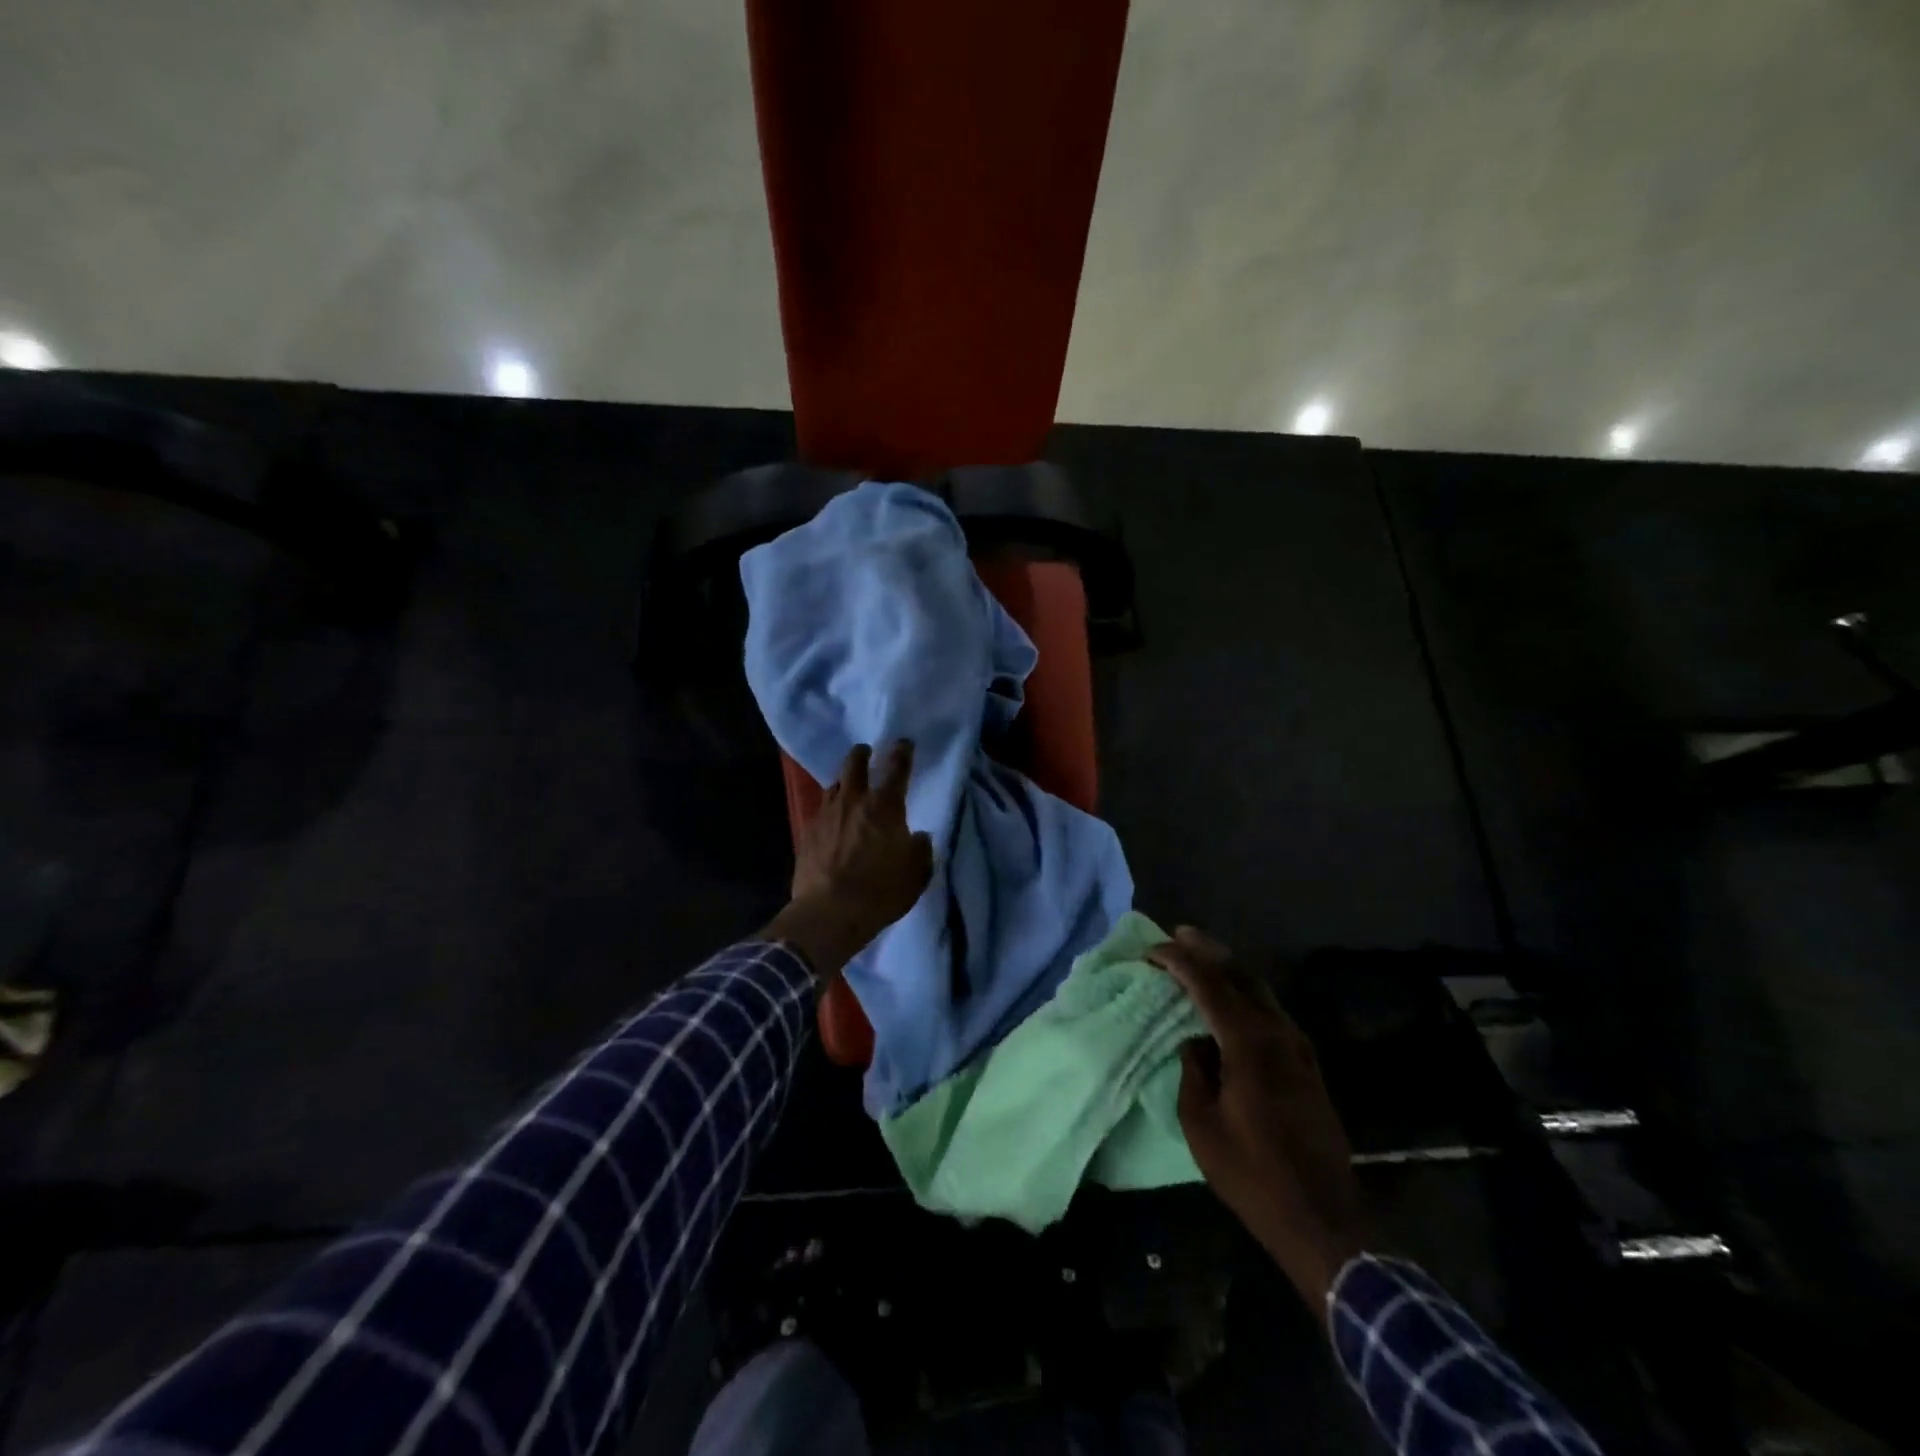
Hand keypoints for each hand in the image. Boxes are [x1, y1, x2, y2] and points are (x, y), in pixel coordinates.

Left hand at [762, 742, 933, 980]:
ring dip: (844, 782)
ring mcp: (826, 814)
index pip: (897, 768)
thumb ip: (920, 850)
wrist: (829, 913)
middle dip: (862, 754)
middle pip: (855, 763)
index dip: (902, 752)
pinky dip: (829, 810)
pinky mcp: (806, 832)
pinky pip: (820, 811)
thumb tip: (917, 837)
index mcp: (885, 806)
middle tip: (866, 753)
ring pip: (834, 785)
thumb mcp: (916, 874)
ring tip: (848, 788)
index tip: (904, 743)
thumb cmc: (880, 892)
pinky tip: (831, 821)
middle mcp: (854, 801)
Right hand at [1149, 926, 1368, 1318]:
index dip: (1178, 961)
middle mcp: (1278, 1033)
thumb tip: (1193, 1041)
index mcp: (1249, 1043)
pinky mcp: (1307, 1063)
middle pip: (1240, 975)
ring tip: (1198, 956)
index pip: (1209, 984)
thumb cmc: (1252, 1174)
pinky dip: (1244, 993)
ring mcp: (1298, 1047)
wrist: (1322, 1219)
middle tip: (1177, 935)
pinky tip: (1229, 998)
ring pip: (1260, 989)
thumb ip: (1192, 1071)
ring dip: (1228, 969)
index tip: (1151, 951)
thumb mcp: (1201, 1123)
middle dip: (1207, 951)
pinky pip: (1270, 1010)